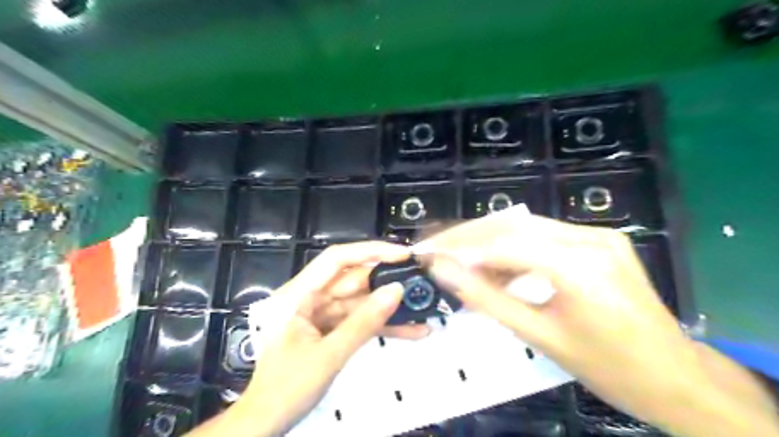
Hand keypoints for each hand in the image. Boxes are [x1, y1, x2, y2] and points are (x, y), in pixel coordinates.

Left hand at [188, 240, 419, 436]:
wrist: (267, 424)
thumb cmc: (287, 389)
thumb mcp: (330, 355)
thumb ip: (364, 322)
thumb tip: (397, 290)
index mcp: (298, 295)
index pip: (336, 259)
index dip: (370, 252)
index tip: (401, 254)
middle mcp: (310, 298)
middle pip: (353, 281)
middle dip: (386, 283)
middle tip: (420, 283)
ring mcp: (321, 315)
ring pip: (360, 303)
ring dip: (389, 309)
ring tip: (422, 309)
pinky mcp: (331, 330)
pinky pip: (359, 322)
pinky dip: (381, 326)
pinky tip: (410, 331)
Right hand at [420, 212, 706, 430]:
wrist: (674, 376)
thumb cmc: (607, 367)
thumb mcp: (538, 335)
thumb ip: (486, 299)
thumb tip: (446, 273)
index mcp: (580, 266)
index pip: (503, 245)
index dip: (462, 249)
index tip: (431, 254)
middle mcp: (591, 238)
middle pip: (513, 226)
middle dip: (469, 237)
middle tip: (437, 248)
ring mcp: (599, 235)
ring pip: (526, 227)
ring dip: (490, 242)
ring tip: (463, 264)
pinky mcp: (601, 239)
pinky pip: (546, 236)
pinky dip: (516, 248)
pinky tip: (499, 268)